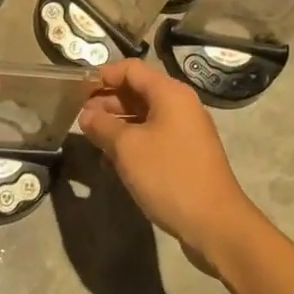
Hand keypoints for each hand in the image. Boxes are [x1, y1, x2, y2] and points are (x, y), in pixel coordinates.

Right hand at [77, 58, 264, 265]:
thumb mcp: (127, 148)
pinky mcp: (186, 154)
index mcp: (170, 93)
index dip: (103, 76)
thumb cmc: (169, 176)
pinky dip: (132, 143)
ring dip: (117, 125)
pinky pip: (153, 137)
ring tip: (92, 139)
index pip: (130, 69)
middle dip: (107, 102)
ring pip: (144, 116)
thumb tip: (86, 115)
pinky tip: (112, 162)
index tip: (77, 91)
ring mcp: (185, 131)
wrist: (215, 224)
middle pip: (138, 91)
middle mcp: (180, 105)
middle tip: (80, 118)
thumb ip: (103, 126)